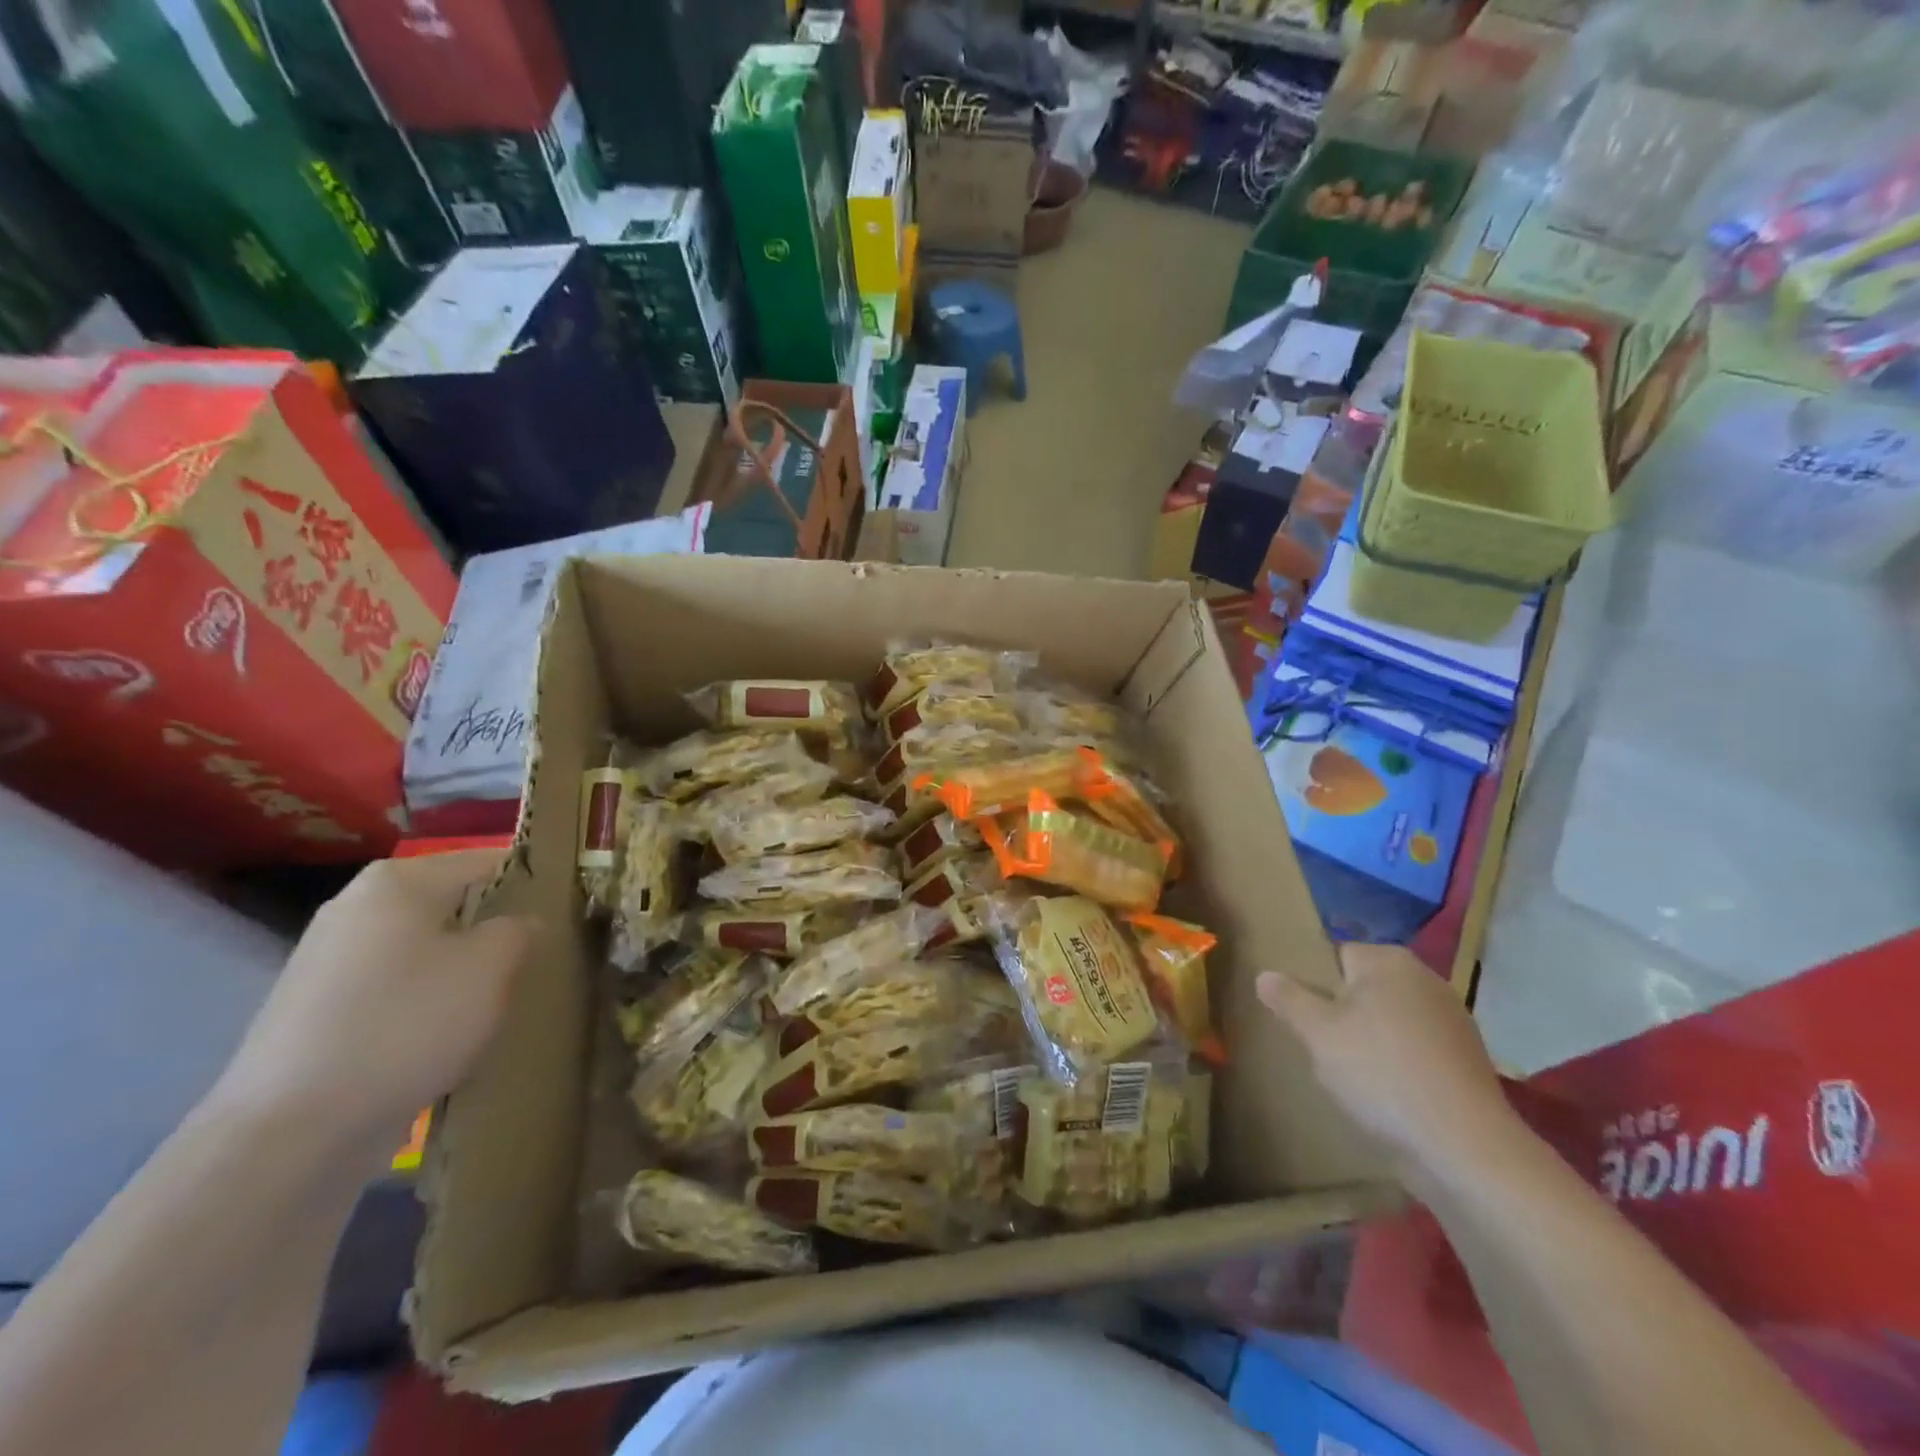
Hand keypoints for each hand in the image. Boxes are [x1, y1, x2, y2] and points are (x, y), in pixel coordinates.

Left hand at [211, 851, 532, 1162]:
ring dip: (459, 969)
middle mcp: (355, 907)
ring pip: (421, 950)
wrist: (293, 1131)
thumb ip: (519, 929)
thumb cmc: (408, 1023)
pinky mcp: (314, 1012)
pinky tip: (445, 1035)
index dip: (529, 882)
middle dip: (491, 929)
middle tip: (535, 958)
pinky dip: (423, 1002)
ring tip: (496, 1001)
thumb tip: (520, 922)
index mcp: (397, 881)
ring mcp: (327, 961)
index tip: (565, 910)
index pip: (486, 862)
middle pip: (449, 905)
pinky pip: (392, 989)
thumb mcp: (492, 966)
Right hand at [1257, 944, 1517, 1188]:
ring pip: (1388, 1020)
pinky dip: (1398, 1063)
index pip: (1335, 955)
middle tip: (1321, 1047)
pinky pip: (1415, 1048)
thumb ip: (1287, 998)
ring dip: (1369, 1040)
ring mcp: (1452, 1019)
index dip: (1313, 984)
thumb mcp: (1317, 1033)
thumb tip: (1265, 975)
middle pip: (1362, 987)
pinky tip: (1387, 1094)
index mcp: (1388, 960)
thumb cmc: (1381, 1073)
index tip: (1302, 1017)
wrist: (1464, 1146)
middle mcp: (1425, 978)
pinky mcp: (1467, 1058)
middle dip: (1340, 1013)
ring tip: (1351, 1076)